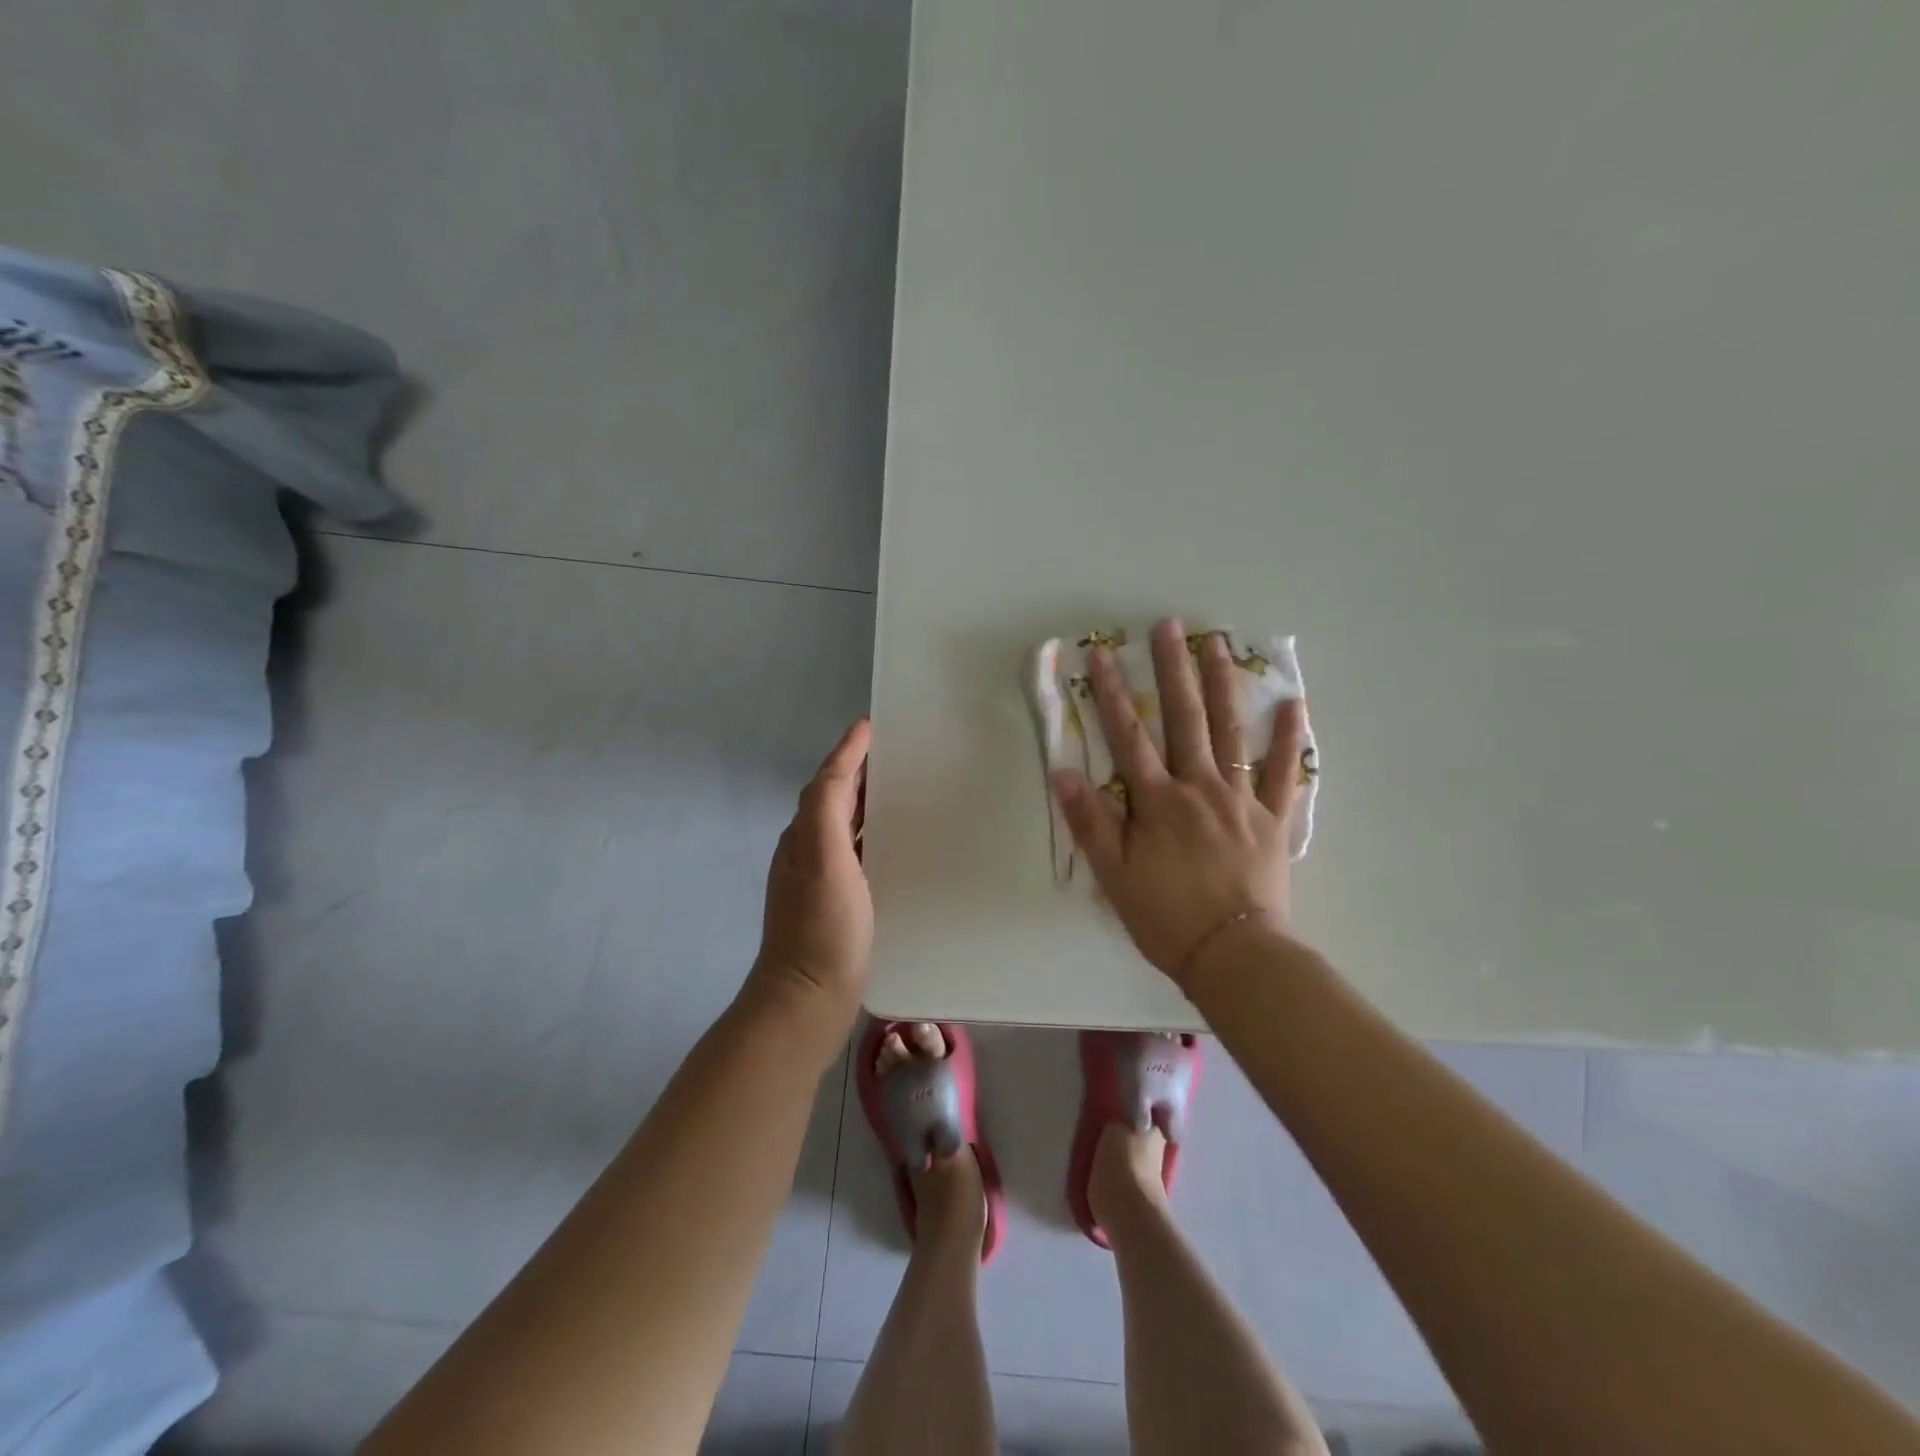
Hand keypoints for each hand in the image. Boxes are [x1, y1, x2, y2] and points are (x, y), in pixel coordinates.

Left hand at [753, 718, 872, 1019]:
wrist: (807, 996)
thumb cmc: (822, 923)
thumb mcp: (823, 853)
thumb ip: (827, 804)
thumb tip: (843, 758)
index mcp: (803, 834)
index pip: (826, 780)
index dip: (847, 751)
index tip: (872, 725)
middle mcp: (806, 851)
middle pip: (833, 800)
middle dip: (859, 773)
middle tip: (897, 755)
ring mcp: (819, 881)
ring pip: (843, 827)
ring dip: (865, 805)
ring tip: (901, 792)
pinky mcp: (836, 906)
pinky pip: (855, 855)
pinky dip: (871, 838)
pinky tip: (893, 848)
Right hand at [1052, 619, 1308, 987]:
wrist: (1234, 954)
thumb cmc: (1166, 917)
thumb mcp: (1114, 875)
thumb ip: (1090, 822)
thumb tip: (1063, 773)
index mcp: (1158, 801)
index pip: (1129, 737)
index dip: (1112, 694)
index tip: (1100, 654)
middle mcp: (1199, 788)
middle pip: (1184, 719)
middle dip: (1173, 669)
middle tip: (1169, 626)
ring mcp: (1241, 799)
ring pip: (1231, 732)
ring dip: (1223, 685)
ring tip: (1218, 643)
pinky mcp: (1273, 818)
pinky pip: (1286, 772)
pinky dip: (1289, 737)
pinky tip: (1293, 702)